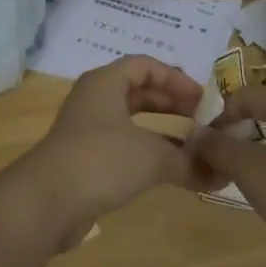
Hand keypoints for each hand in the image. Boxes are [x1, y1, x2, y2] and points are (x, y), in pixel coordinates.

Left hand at [0, 57, 203, 243]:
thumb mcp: (151, 156)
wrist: (46, 201)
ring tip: (192, 147)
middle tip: (201, 119)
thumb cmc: (101, 160)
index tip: (202, 99)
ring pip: (130, 121)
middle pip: (138, 91)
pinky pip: (122, 146)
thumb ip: (187, 161)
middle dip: (171, 104)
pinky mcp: (83, 159)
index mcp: (105, 82)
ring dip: (161, 132)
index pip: (145, 65)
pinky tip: (168, 171)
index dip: (175, 78)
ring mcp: (86, 130)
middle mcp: (94, 99)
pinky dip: (146, 153)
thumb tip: (218, 172)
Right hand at [189, 85, 265, 266]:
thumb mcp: (250, 170)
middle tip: (217, 161)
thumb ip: (218, 147)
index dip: (217, 117)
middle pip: (263, 112)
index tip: (200, 146)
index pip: (244, 96)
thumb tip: (194, 133)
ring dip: (255, 152)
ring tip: (238, 178)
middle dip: (236, 135)